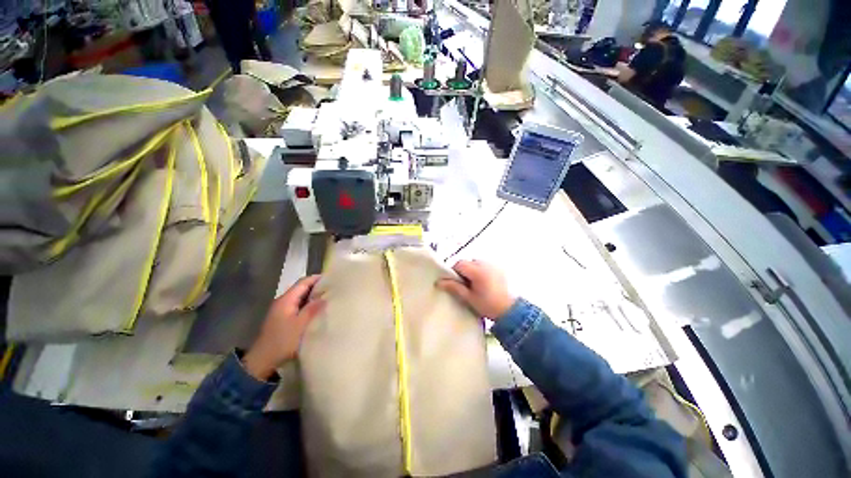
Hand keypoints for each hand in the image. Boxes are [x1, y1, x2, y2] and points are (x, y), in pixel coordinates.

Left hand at [242, 275, 325, 379]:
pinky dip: (308, 304)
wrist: (262, 361)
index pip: (303, 282)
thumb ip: (312, 309)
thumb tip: (325, 296)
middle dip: (317, 286)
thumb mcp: (300, 325)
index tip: (332, 279)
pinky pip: (298, 305)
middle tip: (333, 289)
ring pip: (300, 297)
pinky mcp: (283, 318)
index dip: (317, 278)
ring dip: (313, 296)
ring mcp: (282, 310)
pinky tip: (317, 310)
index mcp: (286, 300)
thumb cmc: (282, 341)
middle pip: (302, 288)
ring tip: (328, 298)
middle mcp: (283, 301)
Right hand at [437, 260, 515, 320]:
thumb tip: (438, 282)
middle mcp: (485, 264)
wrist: (510, 310)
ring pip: (475, 263)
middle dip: (463, 271)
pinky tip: (484, 283)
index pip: (459, 264)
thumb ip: (454, 287)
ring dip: (472, 270)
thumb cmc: (487, 305)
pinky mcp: (498, 268)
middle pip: (467, 262)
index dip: (455, 272)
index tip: (457, 284)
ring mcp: (493, 265)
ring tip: (475, 285)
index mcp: (477, 271)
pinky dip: (480, 271)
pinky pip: (484, 265)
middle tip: (466, 286)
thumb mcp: (468, 298)